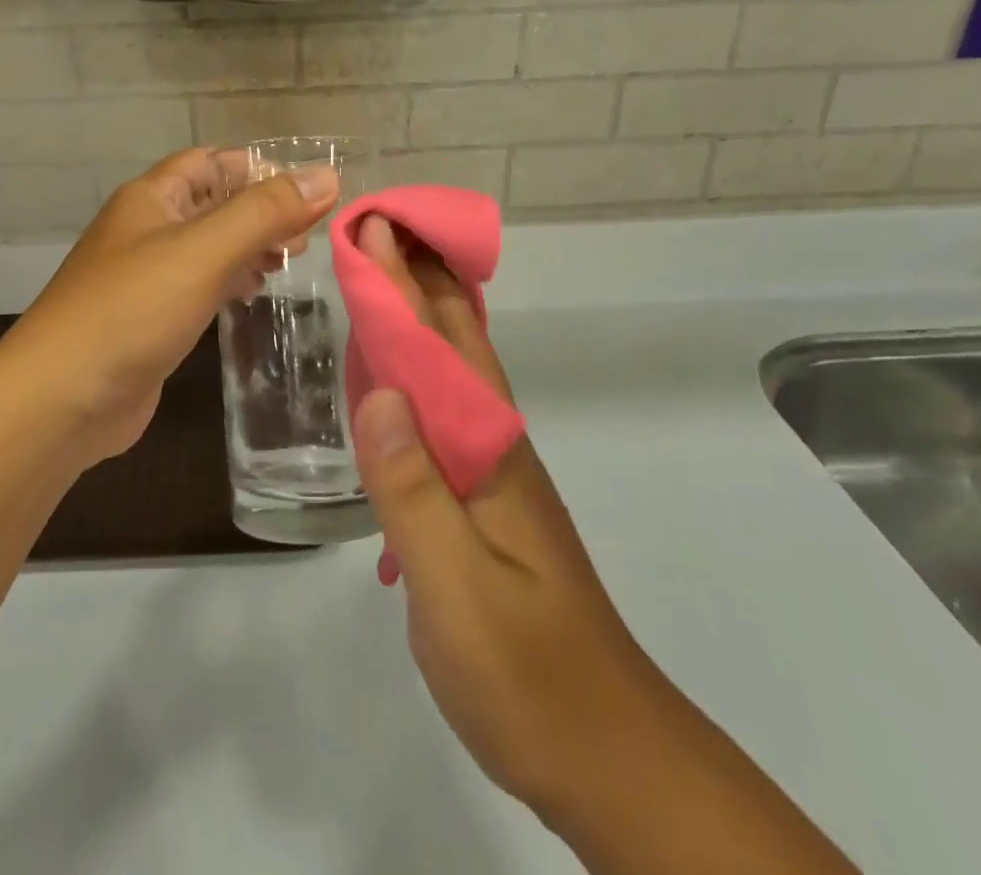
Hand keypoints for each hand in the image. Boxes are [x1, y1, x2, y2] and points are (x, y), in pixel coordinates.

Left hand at [7, 149, 338, 464]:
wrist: (60, 400)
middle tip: (308, 232)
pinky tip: (254, 291)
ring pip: (210, 245)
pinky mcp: (153, 318)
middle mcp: (149, 228)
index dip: (259, 168)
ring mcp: (149, 275)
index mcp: (153, 198)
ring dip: (250, 245)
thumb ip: (265, 212)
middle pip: (215, 202)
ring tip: (292, 258)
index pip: (212, 161)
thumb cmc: (131, 310)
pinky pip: (201, 284)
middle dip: (262, 210)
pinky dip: (232, 280)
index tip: (310, 188)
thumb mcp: (203, 251)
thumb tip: (327, 175)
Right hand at [351, 217, 650, 832]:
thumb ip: (412, 489)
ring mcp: (493, 473)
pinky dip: (417, 373)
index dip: (403, 282)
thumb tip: (379, 391)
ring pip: (450, 373)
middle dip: (417, 278)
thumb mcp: (457, 588)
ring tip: (383, 279)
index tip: (373, 225)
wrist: (607, 755)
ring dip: (419, 318)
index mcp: (488, 450)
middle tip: (378, 227)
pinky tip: (396, 381)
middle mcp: (494, 444)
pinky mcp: (484, 502)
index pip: (440, 344)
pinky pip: (442, 412)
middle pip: (454, 341)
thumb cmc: (527, 674)